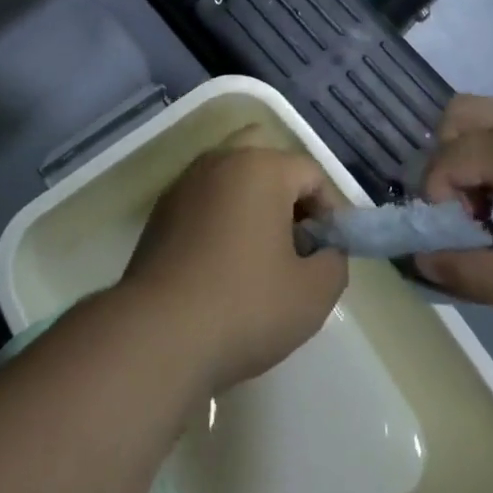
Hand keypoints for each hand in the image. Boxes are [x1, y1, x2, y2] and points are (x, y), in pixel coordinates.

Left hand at [121, 139, 348, 392]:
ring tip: (262, 256)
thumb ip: (334, 261)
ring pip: (231, 177)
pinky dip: (222, 218)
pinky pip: (205, 200)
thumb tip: (324, 250)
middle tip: (297, 242)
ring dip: (253, 204)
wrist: (159, 332)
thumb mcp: (313, 294)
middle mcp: (220, 161)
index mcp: (260, 167)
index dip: (330, 212)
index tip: (330, 253)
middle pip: (265, 159)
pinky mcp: (162, 210)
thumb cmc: (245, 306)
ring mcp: (185, 183)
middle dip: (288, 194)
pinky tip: (224, 264)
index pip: (311, 173)